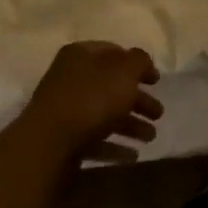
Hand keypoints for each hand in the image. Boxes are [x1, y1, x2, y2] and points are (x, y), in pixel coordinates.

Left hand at [20, 41, 163, 164]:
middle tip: (158, 114)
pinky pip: (94, 139)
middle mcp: (70, 78)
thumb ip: (139, 61)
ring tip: (150, 138)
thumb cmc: (92, 98)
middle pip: (111, 86)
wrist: (49, 143)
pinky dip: (114, 145)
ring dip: (130, 125)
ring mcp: (64, 110)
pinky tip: (132, 155)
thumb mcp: (125, 71)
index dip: (137, 64)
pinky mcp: (63, 139)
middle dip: (138, 100)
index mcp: (81, 55)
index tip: (156, 80)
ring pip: (104, 113)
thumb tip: (141, 62)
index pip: (113, 52)